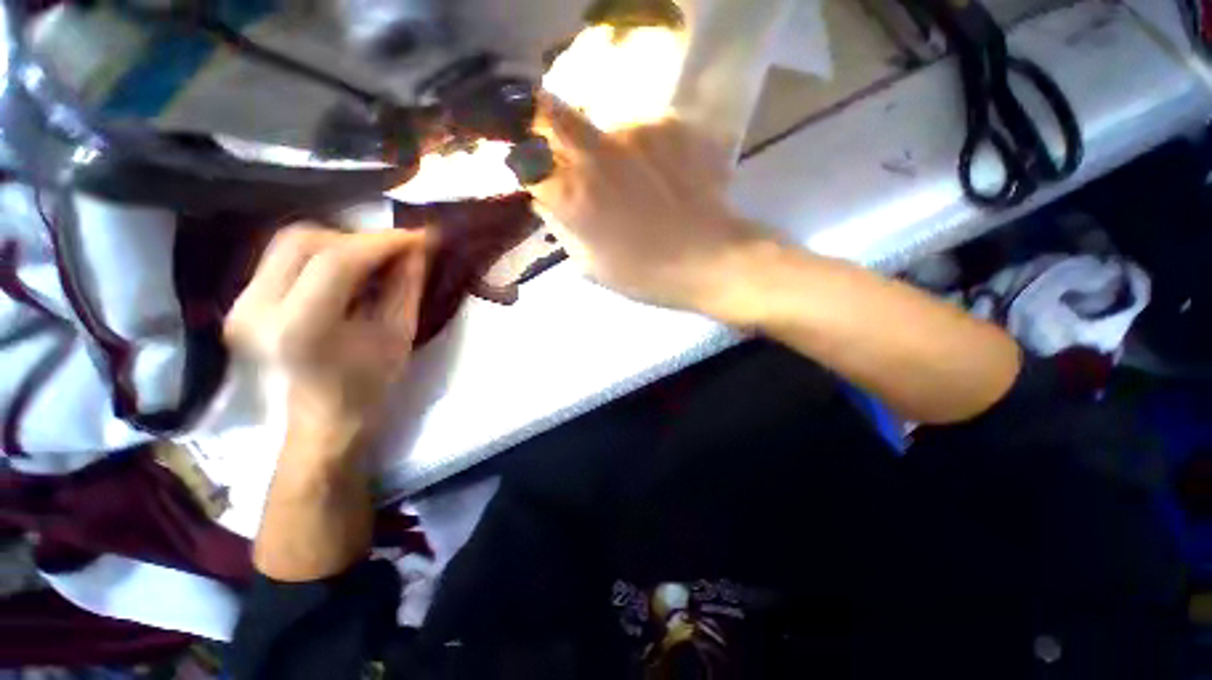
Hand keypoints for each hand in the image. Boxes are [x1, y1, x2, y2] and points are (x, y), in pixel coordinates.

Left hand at [225, 226, 428, 454]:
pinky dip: (320, 255)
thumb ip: (407, 286)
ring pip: (289, 242)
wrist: (320, 424)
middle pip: (303, 240)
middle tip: (394, 251)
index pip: (337, 260)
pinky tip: (347, 273)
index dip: (382, 241)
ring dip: (339, 243)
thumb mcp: (399, 335)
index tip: (417, 236)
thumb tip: (418, 247)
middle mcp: (256, 309)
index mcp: (300, 327)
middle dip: (357, 238)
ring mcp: (240, 304)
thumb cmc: (368, 387)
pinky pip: (282, 258)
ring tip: (373, 261)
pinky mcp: (240, 303)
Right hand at [526, 92, 763, 312]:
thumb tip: (547, 199)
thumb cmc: (647, 273)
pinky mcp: (671, 124)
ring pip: (604, 126)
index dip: (525, 161)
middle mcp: (595, 150)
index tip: (535, 171)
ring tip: (638, 181)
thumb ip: (562, 227)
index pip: (524, 156)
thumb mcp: (591, 265)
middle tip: (567, 153)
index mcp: (572, 194)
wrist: (713, 259)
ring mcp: (635, 130)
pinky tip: (665, 176)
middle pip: (548, 110)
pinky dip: (645, 149)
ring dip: (610, 148)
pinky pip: (643, 130)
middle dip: (543, 124)